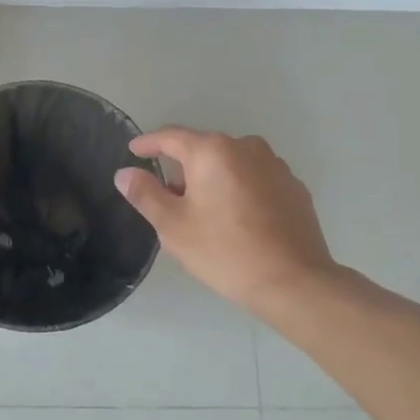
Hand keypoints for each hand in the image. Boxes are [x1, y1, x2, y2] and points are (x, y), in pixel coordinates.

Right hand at [115, 127, 335, 313]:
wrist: (295, 282)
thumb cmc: (225, 251)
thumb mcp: (173, 226)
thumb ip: (145, 194)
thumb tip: (125, 173)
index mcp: (212, 151)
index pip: (170, 137)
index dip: (148, 143)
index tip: (133, 151)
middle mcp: (245, 147)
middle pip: (202, 150)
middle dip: (182, 169)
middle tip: (169, 200)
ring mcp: (275, 165)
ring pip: (230, 164)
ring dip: (212, 180)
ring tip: (204, 214)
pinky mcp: (294, 187)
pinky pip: (254, 179)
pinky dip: (238, 190)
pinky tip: (237, 220)